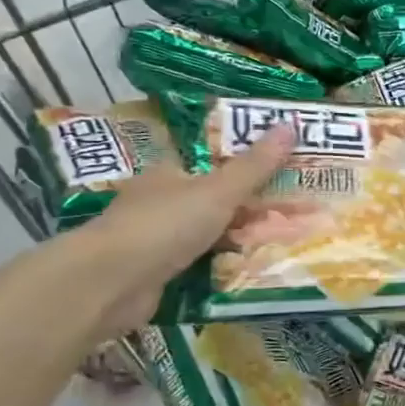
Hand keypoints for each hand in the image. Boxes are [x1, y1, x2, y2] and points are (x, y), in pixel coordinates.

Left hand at [70, 126, 294, 335]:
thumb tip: (291, 124)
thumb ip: (255, 165)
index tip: (284, 175)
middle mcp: (160, 202)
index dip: (247, 167)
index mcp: (170, 173)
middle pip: (213, 200)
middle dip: (249, 208)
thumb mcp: (219, 191)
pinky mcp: (158, 273)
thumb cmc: (165, 225)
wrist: (110, 282)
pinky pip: (200, 264)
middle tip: (294, 213)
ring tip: (283, 244)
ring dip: (238, 240)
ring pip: (208, 234)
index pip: (212, 164)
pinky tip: (251, 271)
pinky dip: (222, 267)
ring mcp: (156, 239)